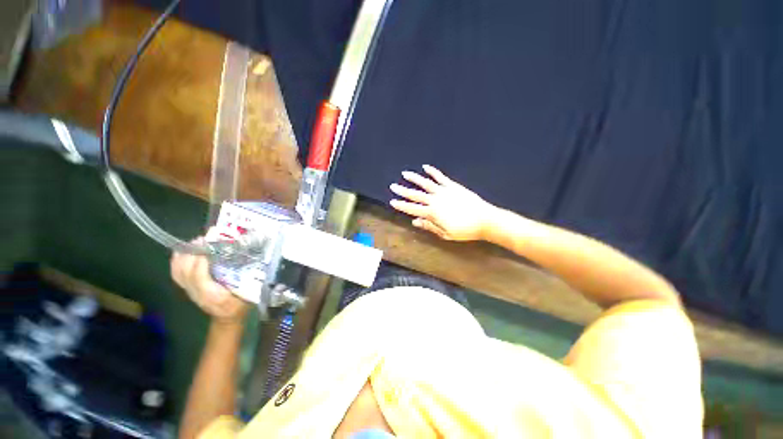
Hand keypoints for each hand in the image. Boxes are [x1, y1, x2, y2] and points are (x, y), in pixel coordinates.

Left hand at [171, 237, 248, 323]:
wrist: (227, 319)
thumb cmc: (240, 305)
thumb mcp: (248, 293)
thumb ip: (248, 278)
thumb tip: (252, 258)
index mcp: (212, 295)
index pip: (199, 276)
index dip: (201, 259)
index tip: (209, 242)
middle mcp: (196, 293)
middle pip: (185, 272)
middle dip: (192, 252)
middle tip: (205, 238)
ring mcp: (189, 291)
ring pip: (179, 272)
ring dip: (184, 255)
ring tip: (196, 241)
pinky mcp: (187, 289)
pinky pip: (177, 274)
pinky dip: (177, 261)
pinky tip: (183, 251)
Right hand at [389, 165, 495, 240]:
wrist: (484, 220)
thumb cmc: (464, 230)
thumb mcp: (445, 234)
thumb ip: (429, 226)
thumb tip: (415, 222)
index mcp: (432, 213)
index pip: (412, 209)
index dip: (401, 205)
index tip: (392, 201)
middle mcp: (435, 200)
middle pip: (415, 195)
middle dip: (403, 191)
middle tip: (393, 186)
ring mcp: (444, 191)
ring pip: (425, 183)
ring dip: (414, 178)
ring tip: (405, 173)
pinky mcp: (452, 186)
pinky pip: (440, 177)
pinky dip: (433, 172)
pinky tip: (426, 167)